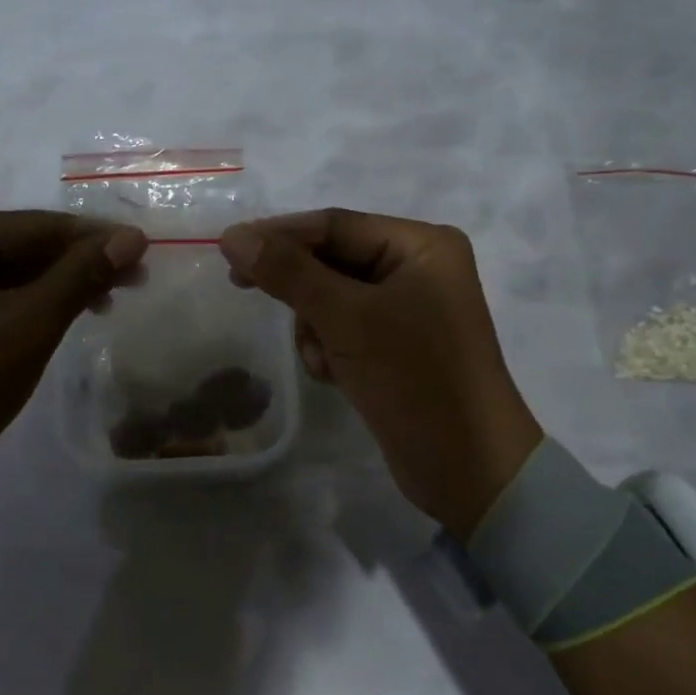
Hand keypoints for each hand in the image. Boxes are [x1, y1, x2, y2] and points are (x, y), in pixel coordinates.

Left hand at [0, 211, 147, 531]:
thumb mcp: (27, 327)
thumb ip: (80, 276)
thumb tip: (133, 237)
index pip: (35, 226)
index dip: (94, 238)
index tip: (146, 249)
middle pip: (25, 247)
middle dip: (80, 264)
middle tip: (138, 279)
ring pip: (16, 274)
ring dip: (63, 286)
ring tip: (111, 300)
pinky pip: (0, 297)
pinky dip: (38, 305)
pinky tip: (71, 314)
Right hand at [219, 209, 541, 539]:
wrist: (468, 469)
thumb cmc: (415, 379)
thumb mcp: (347, 319)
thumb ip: (289, 273)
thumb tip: (233, 236)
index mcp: (421, 245)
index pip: (335, 225)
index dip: (279, 234)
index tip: (227, 248)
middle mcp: (417, 268)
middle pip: (332, 259)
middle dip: (300, 288)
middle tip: (243, 288)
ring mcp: (408, 308)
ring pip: (331, 296)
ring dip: (314, 324)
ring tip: (324, 358)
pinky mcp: (396, 344)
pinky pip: (344, 327)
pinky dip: (329, 345)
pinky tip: (334, 374)